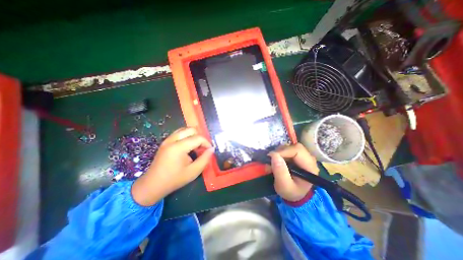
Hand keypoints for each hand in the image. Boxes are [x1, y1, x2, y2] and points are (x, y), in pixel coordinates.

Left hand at [131, 127, 213, 205]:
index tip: (210, 150)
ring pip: (185, 129)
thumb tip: (212, 149)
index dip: (207, 143)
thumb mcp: (193, 172)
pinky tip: (188, 146)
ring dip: (193, 136)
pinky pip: (179, 133)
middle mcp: (172, 140)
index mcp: (178, 147)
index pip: (198, 138)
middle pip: (191, 129)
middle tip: (203, 148)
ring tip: (196, 147)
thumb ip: (205, 159)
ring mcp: (167, 140)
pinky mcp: (165, 142)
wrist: (153, 185)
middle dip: (200, 137)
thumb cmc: (174, 180)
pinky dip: (187, 136)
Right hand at [268, 144, 318, 201]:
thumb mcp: (284, 186)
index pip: (297, 150)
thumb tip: (274, 155)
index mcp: (310, 166)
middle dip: (280, 152)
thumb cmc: (291, 192)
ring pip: (289, 147)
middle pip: (294, 147)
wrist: (295, 194)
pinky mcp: (297, 155)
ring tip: (273, 163)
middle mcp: (309, 158)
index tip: (271, 157)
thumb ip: (280, 172)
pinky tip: (276, 161)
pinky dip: (279, 154)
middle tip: (271, 160)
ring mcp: (303, 156)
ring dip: (279, 153)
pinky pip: (287, 149)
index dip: (283, 151)